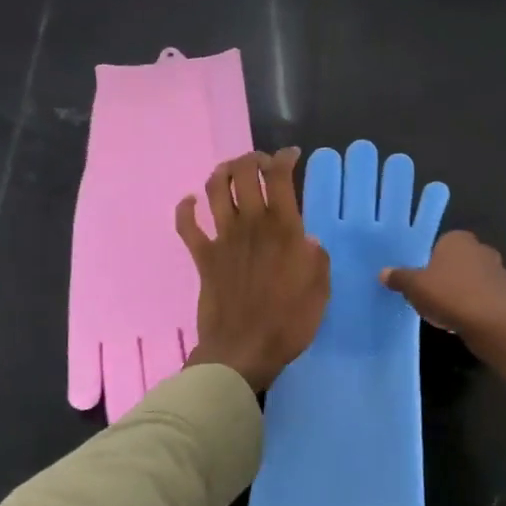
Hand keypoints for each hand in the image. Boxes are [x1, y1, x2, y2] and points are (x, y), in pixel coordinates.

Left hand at [177, 149, 329, 392]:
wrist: (244, 350)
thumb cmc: (289, 321)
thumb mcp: (320, 289)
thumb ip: (316, 259)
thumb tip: (308, 241)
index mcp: (283, 228)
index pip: (279, 177)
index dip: (284, 158)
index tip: (291, 156)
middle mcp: (251, 224)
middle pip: (243, 173)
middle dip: (252, 159)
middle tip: (261, 163)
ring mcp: (223, 239)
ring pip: (214, 189)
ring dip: (222, 172)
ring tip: (231, 171)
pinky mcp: (203, 257)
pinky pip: (187, 226)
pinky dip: (185, 209)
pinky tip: (190, 202)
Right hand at [383, 231, 505, 390]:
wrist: (492, 325)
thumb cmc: (449, 296)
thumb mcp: (414, 287)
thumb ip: (399, 277)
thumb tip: (383, 272)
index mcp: (459, 240)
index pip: (441, 244)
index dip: (430, 262)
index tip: (422, 281)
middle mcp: (482, 249)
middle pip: (459, 262)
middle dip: (449, 276)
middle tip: (433, 297)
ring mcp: (500, 271)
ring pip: (475, 280)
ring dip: (465, 292)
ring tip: (450, 313)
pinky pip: (489, 298)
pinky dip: (480, 306)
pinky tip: (469, 321)